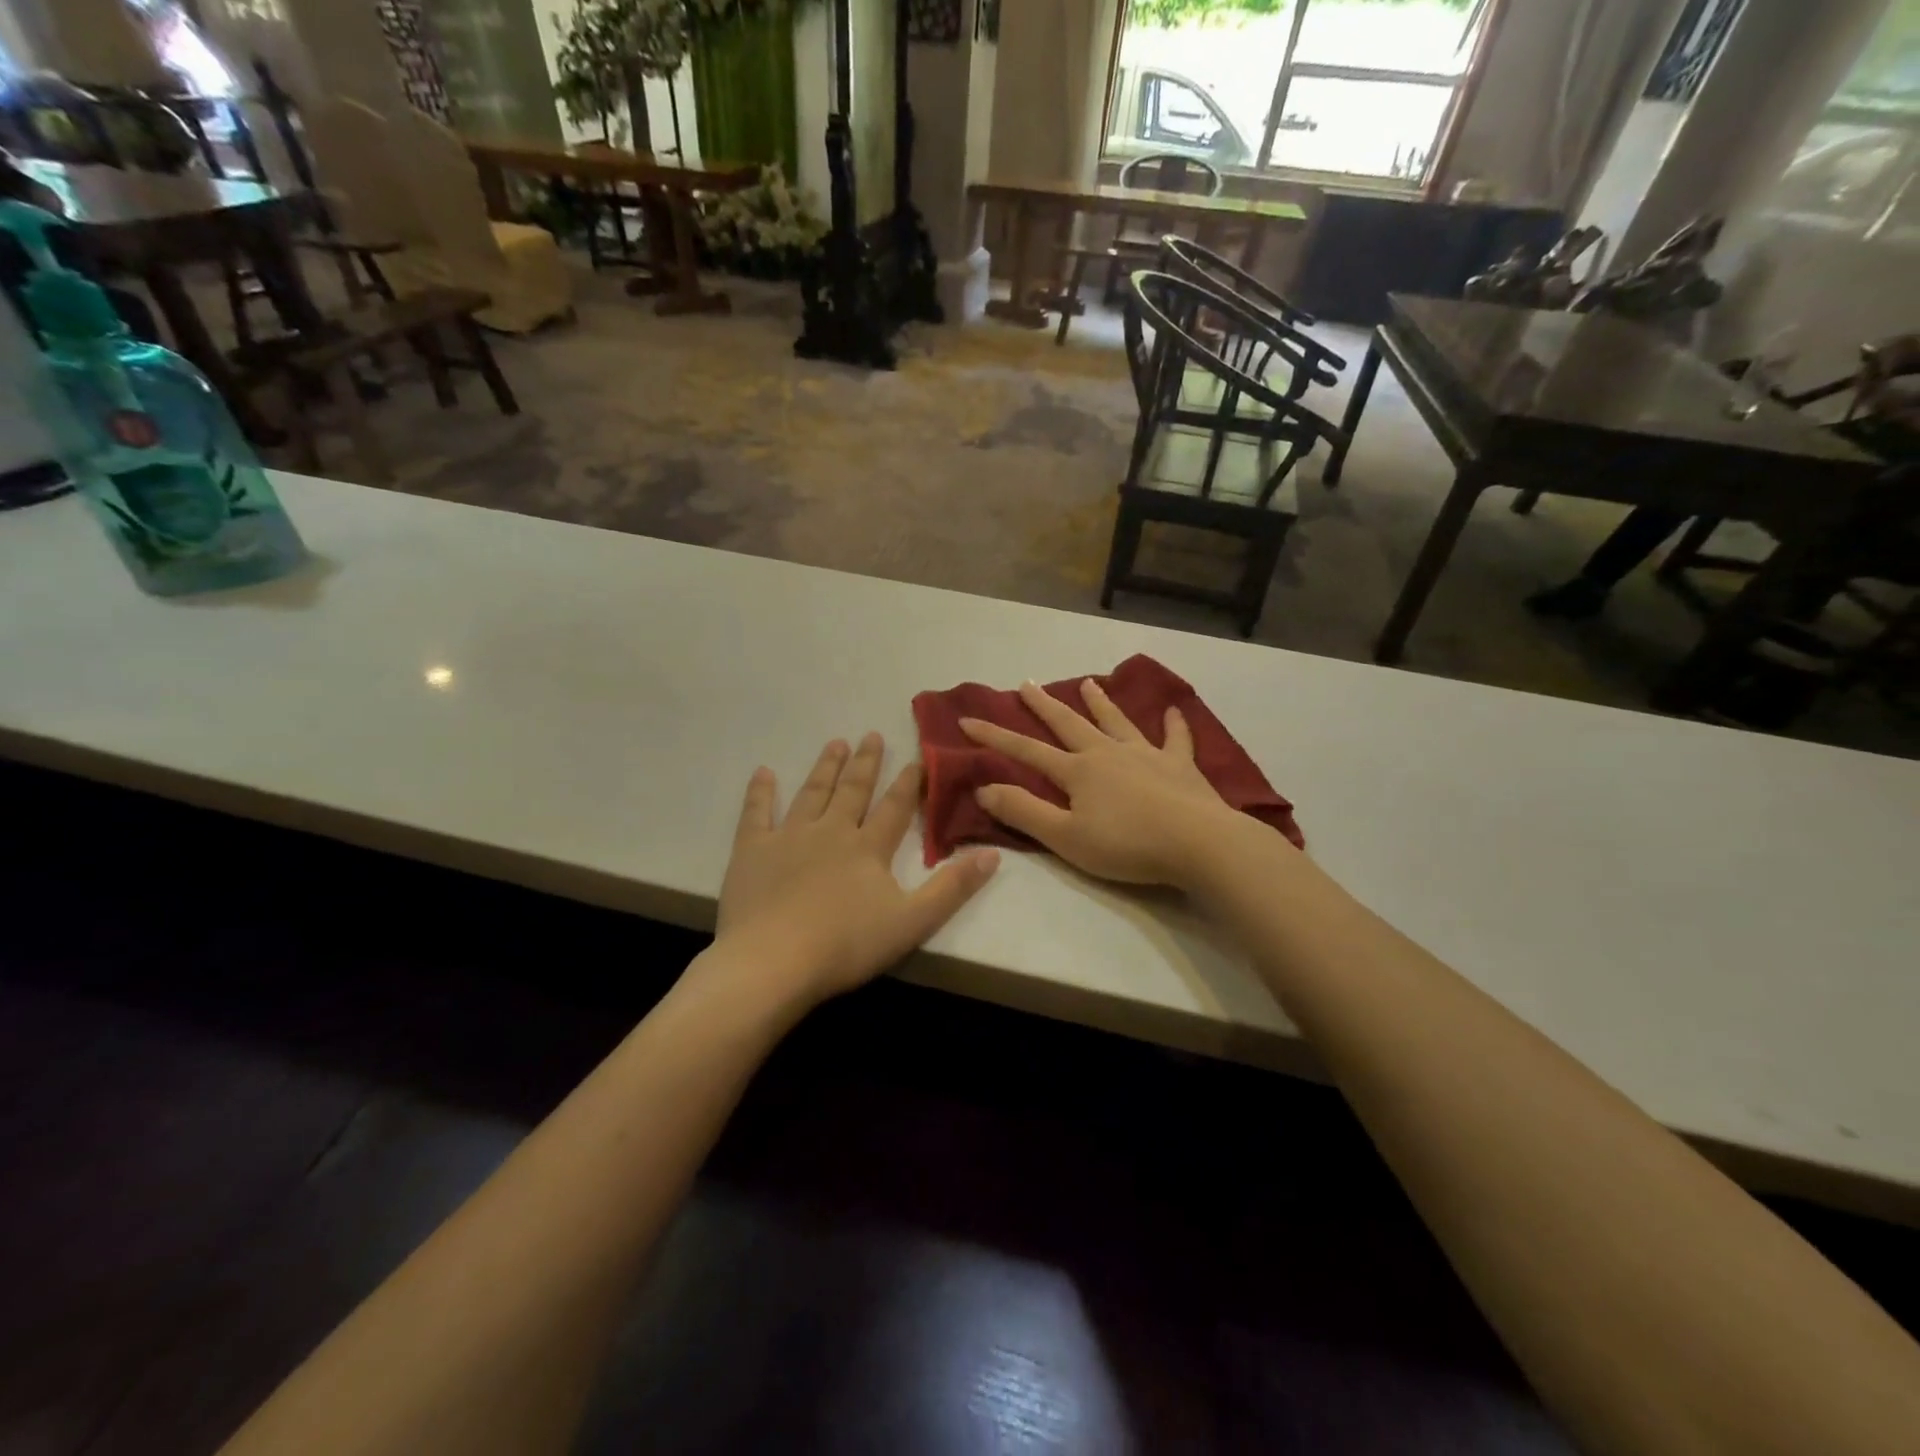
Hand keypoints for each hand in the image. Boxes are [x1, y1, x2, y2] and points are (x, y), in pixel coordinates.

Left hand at [714, 734, 999, 1003]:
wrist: (773, 961)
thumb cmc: (846, 945)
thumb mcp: (912, 922)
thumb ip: (952, 888)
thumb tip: (993, 854)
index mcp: (868, 848)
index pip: (894, 808)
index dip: (909, 783)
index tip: (917, 757)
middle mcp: (831, 831)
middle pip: (853, 791)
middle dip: (865, 763)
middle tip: (871, 734)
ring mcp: (789, 837)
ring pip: (811, 793)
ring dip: (825, 768)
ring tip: (835, 743)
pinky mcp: (752, 851)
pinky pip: (756, 813)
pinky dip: (760, 792)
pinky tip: (763, 772)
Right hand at [960, 679, 1245, 889]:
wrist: (1197, 843)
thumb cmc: (1127, 845)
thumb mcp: (1065, 837)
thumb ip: (1024, 812)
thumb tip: (984, 788)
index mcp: (1077, 771)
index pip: (1026, 751)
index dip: (995, 737)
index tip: (967, 721)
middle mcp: (1107, 753)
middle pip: (1069, 724)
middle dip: (1044, 705)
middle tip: (1027, 684)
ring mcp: (1146, 755)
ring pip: (1116, 722)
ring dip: (1100, 703)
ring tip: (1088, 682)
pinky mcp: (1180, 766)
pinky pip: (1175, 739)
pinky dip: (1174, 726)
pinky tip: (1173, 711)